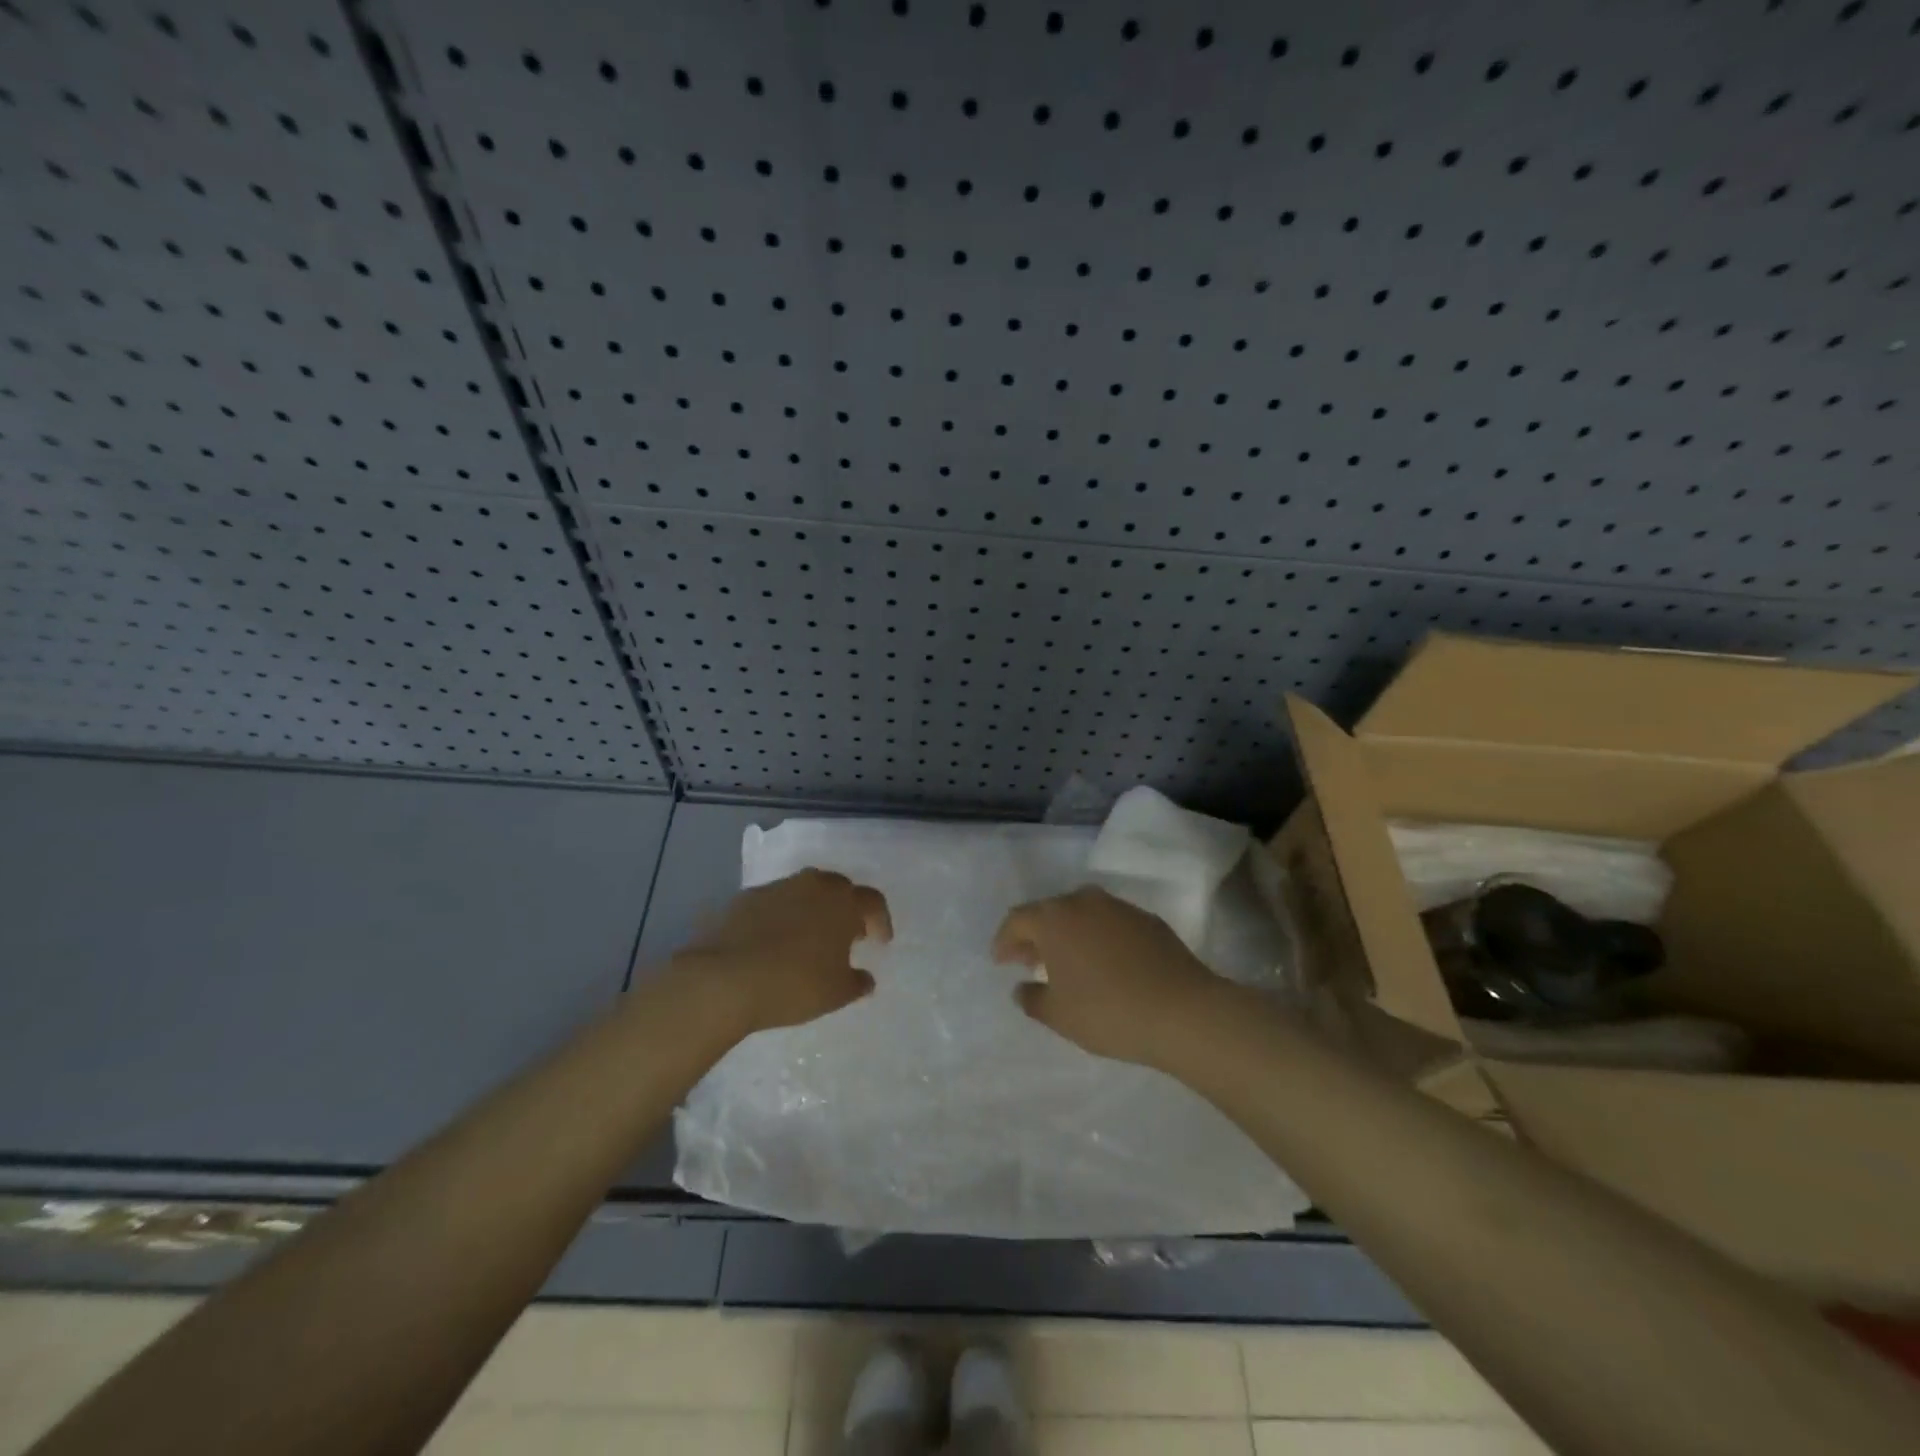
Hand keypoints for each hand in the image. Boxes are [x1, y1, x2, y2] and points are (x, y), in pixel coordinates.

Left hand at [673, 869, 891, 1036]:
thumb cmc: (794, 984)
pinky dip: (782, 916)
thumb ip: (857, 982)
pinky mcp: (746, 898)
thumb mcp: (836, 993)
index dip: (880, 921)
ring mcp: (777, 888)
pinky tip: (774, 942)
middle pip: (839, 888)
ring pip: (805, 891)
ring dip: (813, 910)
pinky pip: (775, 902)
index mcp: (843, 902)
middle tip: (847, 935)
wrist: (725, 979)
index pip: (872, 901)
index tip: (879, 942)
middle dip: (846, 909)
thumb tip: (866, 978)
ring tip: (809, 939)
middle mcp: (813, 885)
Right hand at [992, 886, 1227, 1067]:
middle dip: (1036, 935)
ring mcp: (1119, 907)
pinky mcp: (1147, 919)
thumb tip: (1022, 987)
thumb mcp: (1058, 1015)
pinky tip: (1104, 964)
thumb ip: (1032, 998)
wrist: (1182, 1011)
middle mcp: (1084, 901)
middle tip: (1030, 961)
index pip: (1017, 920)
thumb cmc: (1108, 1012)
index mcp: (1054, 919)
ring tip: (1067, 963)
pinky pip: (1109, 923)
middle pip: (1049, 912)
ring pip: (1081, 914)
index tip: (1001, 961)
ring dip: (1068, 934)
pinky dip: (1098, 938)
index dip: (1004, 940)